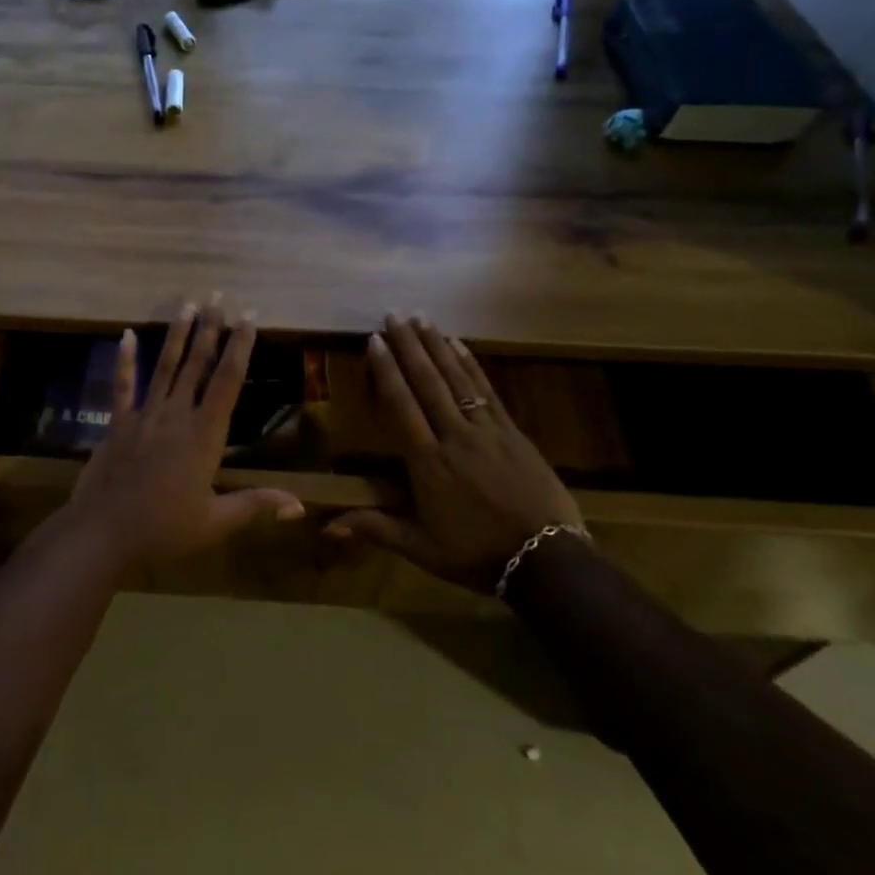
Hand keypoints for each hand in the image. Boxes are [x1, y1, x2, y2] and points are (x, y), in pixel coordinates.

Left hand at [66, 295, 304, 572]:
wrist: (103, 535)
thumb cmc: (164, 530)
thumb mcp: (215, 523)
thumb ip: (256, 505)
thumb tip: (300, 506)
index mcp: (205, 435)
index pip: (228, 380)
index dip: (240, 346)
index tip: (249, 316)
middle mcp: (177, 415)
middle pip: (197, 364)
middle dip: (210, 328)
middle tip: (218, 295)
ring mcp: (144, 416)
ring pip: (165, 366)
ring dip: (177, 335)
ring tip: (187, 305)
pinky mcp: (118, 424)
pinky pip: (122, 386)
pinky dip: (124, 361)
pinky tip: (124, 335)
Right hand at [326, 314, 584, 590]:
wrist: (547, 559)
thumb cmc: (477, 555)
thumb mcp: (422, 548)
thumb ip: (376, 528)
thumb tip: (327, 525)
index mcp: (428, 463)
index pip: (402, 406)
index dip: (387, 371)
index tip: (375, 340)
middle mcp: (454, 436)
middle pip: (427, 382)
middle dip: (408, 346)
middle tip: (394, 314)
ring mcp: (487, 430)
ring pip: (457, 379)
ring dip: (436, 346)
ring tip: (420, 318)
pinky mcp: (512, 431)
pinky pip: (487, 390)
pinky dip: (471, 364)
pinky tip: (459, 344)